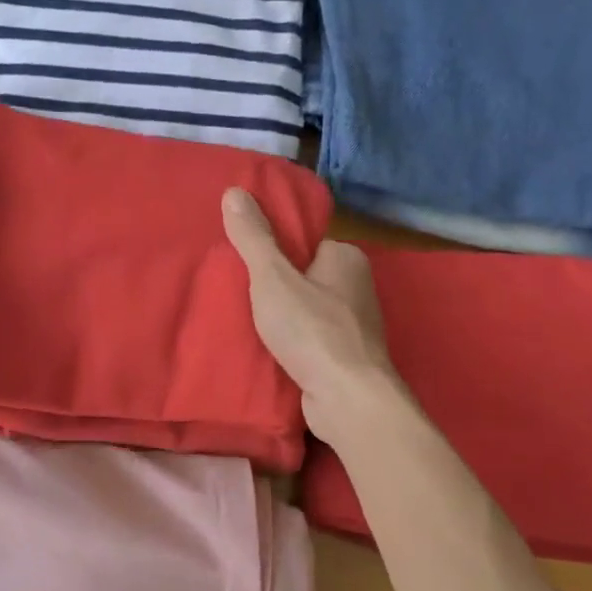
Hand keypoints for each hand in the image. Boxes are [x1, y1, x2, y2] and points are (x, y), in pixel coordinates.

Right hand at [221, 187, 399, 440]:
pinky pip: (311, 340)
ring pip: (307, 311)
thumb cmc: (312, 329)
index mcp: (346, 258)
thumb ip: (254, 237)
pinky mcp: (346, 358)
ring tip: (244, 322)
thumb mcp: (272, 277)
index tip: (244, 262)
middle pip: (304, 277)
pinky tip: (267, 350)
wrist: (348, 399)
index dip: (274, 251)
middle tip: (237, 293)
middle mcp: (357, 287)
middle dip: (275, 287)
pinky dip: (291, 344)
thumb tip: (234, 191)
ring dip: (281, 319)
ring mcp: (355, 326)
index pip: (305, 243)